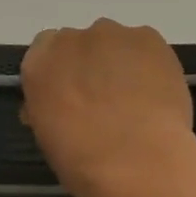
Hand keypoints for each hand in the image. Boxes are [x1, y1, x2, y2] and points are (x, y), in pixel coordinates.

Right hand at [21, 19, 193, 196]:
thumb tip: (58, 104)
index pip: (45, 51)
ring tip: (136, 99)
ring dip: (120, 63)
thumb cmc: (82, 159)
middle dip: (91, 65)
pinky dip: (150, 64)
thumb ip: (48, 106)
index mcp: (38, 63)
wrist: (137, 162)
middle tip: (106, 99)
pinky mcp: (148, 37)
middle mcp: (70, 39)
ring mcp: (111, 34)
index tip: (72, 93)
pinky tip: (156, 94)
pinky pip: (145, 47)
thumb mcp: (47, 135)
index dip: (62, 71)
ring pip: (115, 43)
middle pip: (81, 43)